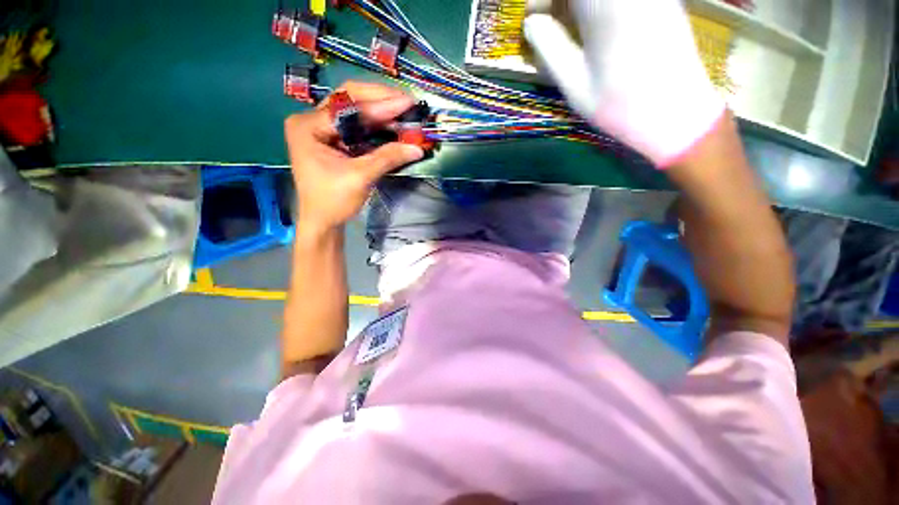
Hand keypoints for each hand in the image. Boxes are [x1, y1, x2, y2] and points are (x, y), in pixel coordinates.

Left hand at [285, 81, 423, 234]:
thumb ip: (388, 158)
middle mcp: (312, 120)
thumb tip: (417, 148)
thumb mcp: (360, 177)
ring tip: (404, 111)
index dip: (381, 104)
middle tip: (407, 102)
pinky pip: (356, 125)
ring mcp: (322, 128)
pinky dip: (376, 124)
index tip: (408, 102)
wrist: (322, 221)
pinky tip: (392, 124)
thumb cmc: (333, 200)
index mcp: (309, 125)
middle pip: (349, 100)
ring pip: (354, 110)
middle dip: (380, 100)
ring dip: (380, 111)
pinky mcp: (333, 139)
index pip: (348, 106)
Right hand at [524, 0, 724, 165]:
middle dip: (559, 0)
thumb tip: (531, 24)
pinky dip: (599, 6)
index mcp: (605, 5)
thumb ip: (550, 47)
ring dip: (579, 3)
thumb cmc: (619, 106)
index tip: (532, 19)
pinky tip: (594, 25)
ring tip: (569, 25)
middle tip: (548, 20)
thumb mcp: (574, 83)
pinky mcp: (661, 0)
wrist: (675, 114)